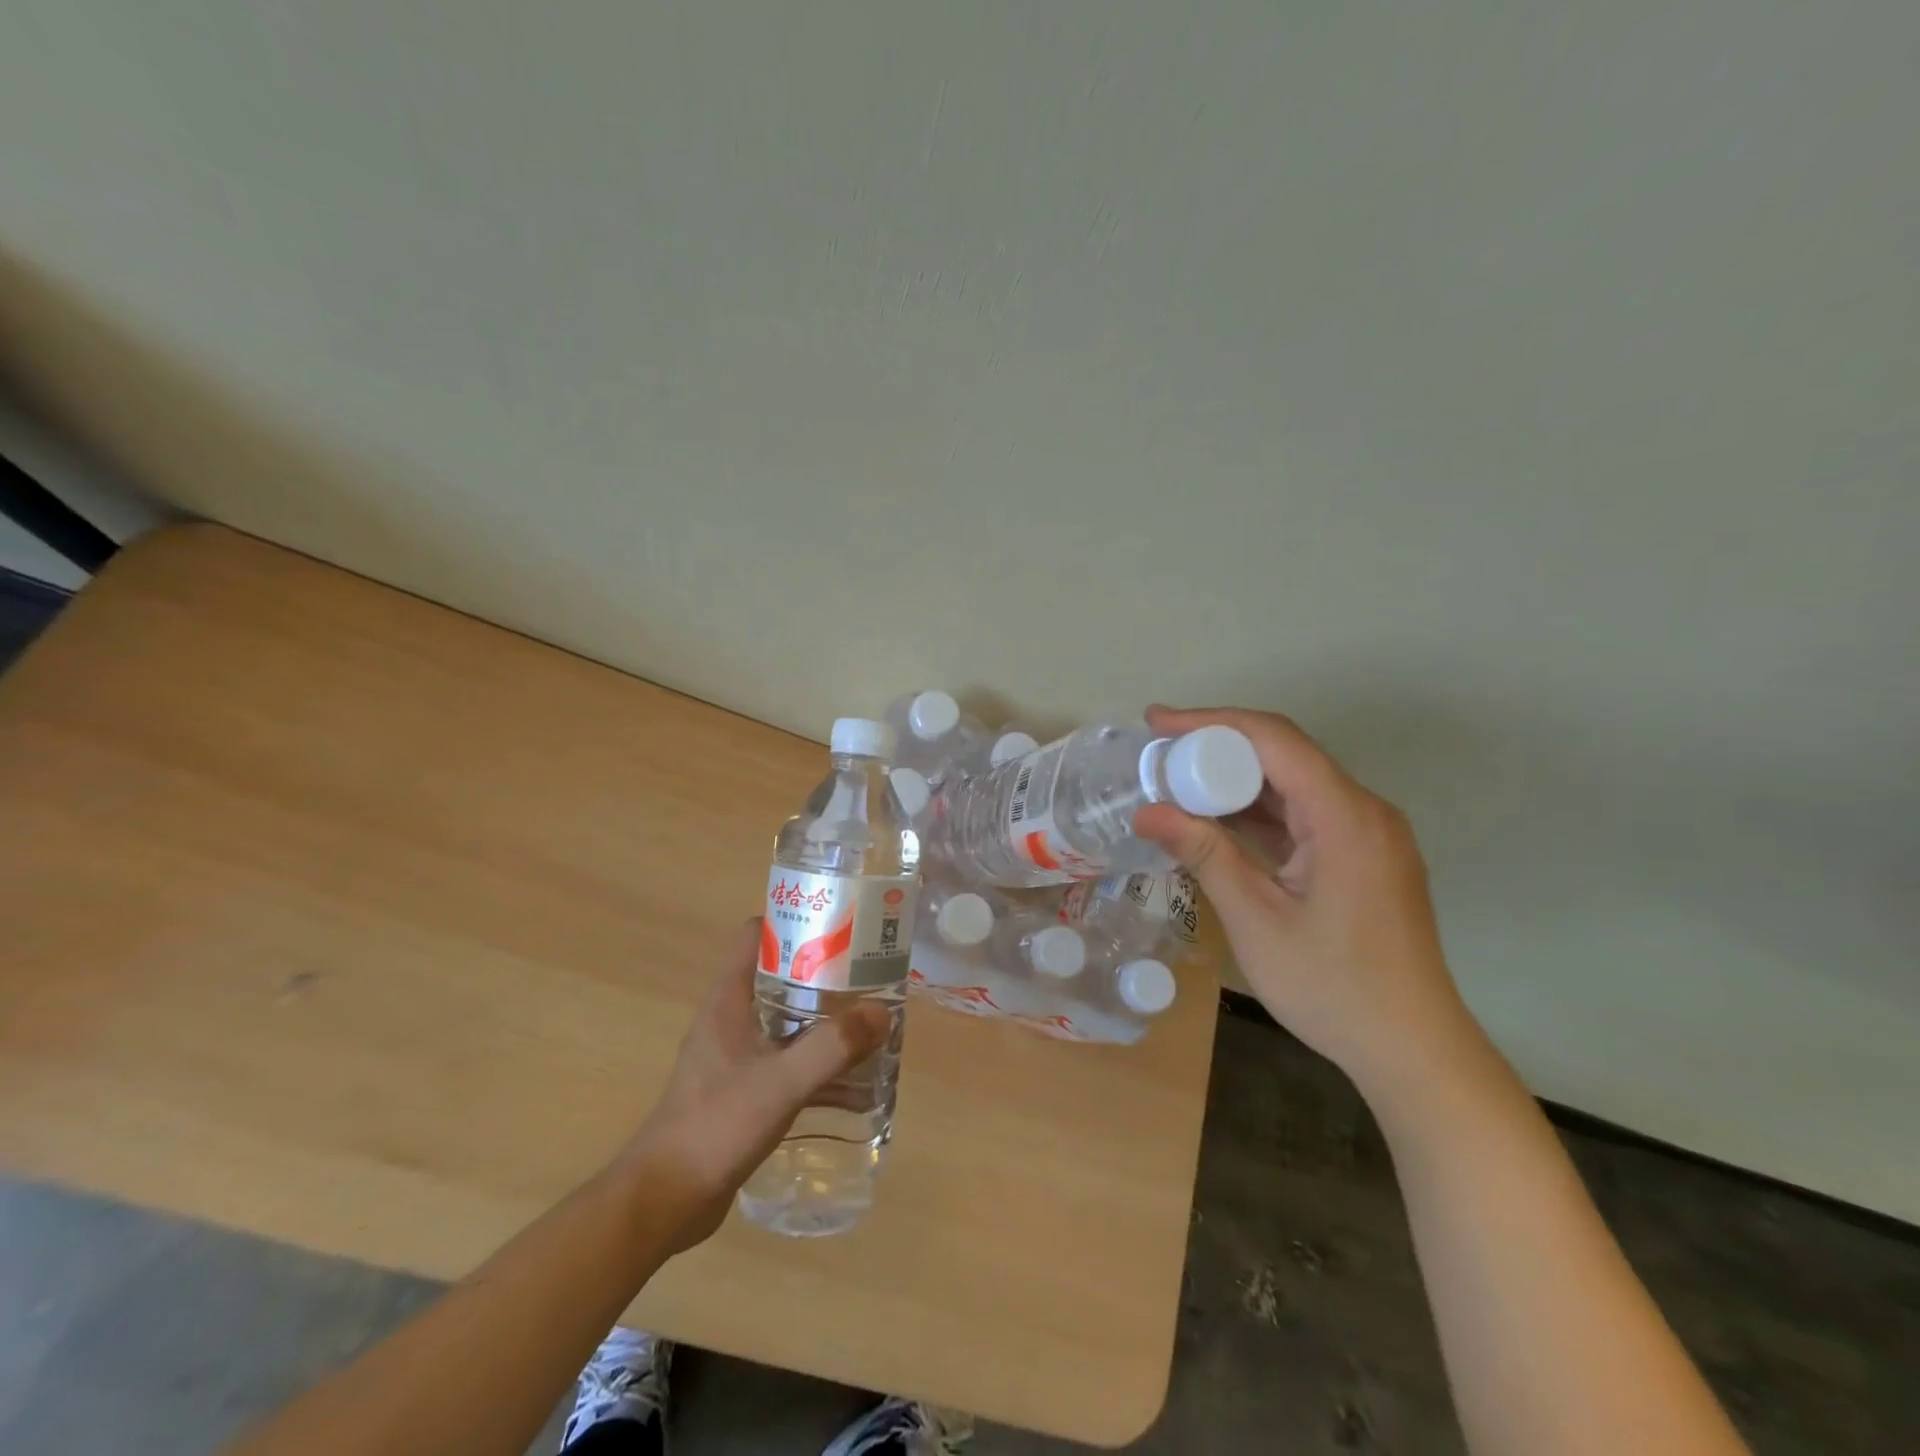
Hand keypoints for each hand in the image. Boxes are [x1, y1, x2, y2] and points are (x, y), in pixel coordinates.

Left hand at [619, 919, 889, 1252]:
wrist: (663, 1202)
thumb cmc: (714, 1126)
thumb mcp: (780, 1082)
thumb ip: (831, 1047)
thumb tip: (881, 1012)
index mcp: (728, 1001)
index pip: (755, 936)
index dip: (794, 922)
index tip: (837, 925)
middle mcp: (732, 1020)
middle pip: (781, 978)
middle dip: (825, 976)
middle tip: (869, 977)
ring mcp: (737, 1058)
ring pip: (789, 1023)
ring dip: (826, 1024)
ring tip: (871, 1027)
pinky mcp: (745, 1092)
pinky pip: (790, 1065)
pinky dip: (820, 1067)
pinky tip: (856, 1087)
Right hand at [1134, 705, 1478, 1094]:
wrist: (1412, 1050)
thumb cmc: (1332, 987)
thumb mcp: (1256, 920)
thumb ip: (1204, 855)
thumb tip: (1146, 812)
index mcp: (1344, 817)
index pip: (1274, 739)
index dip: (1211, 722)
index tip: (1157, 721)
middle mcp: (1363, 811)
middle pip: (1285, 753)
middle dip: (1218, 747)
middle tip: (1158, 755)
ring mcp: (1367, 834)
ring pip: (1294, 783)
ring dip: (1236, 779)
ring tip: (1176, 782)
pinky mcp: (1363, 856)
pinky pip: (1305, 813)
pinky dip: (1259, 811)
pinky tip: (1217, 820)